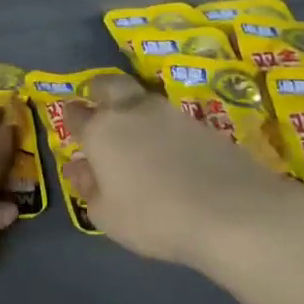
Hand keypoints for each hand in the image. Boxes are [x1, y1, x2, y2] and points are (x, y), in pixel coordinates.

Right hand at [64, 73, 303, 271]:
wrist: (234, 213)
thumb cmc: (154, 217)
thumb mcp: (107, 215)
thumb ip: (89, 188)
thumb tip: (80, 167)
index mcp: (101, 131)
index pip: (75, 113)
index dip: (69, 116)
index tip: (69, 120)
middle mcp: (133, 112)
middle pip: (110, 85)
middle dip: (99, 90)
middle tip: (97, 101)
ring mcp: (172, 114)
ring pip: (144, 98)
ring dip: (133, 107)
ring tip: (135, 130)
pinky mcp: (205, 125)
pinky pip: (172, 119)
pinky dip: (163, 128)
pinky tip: (168, 149)